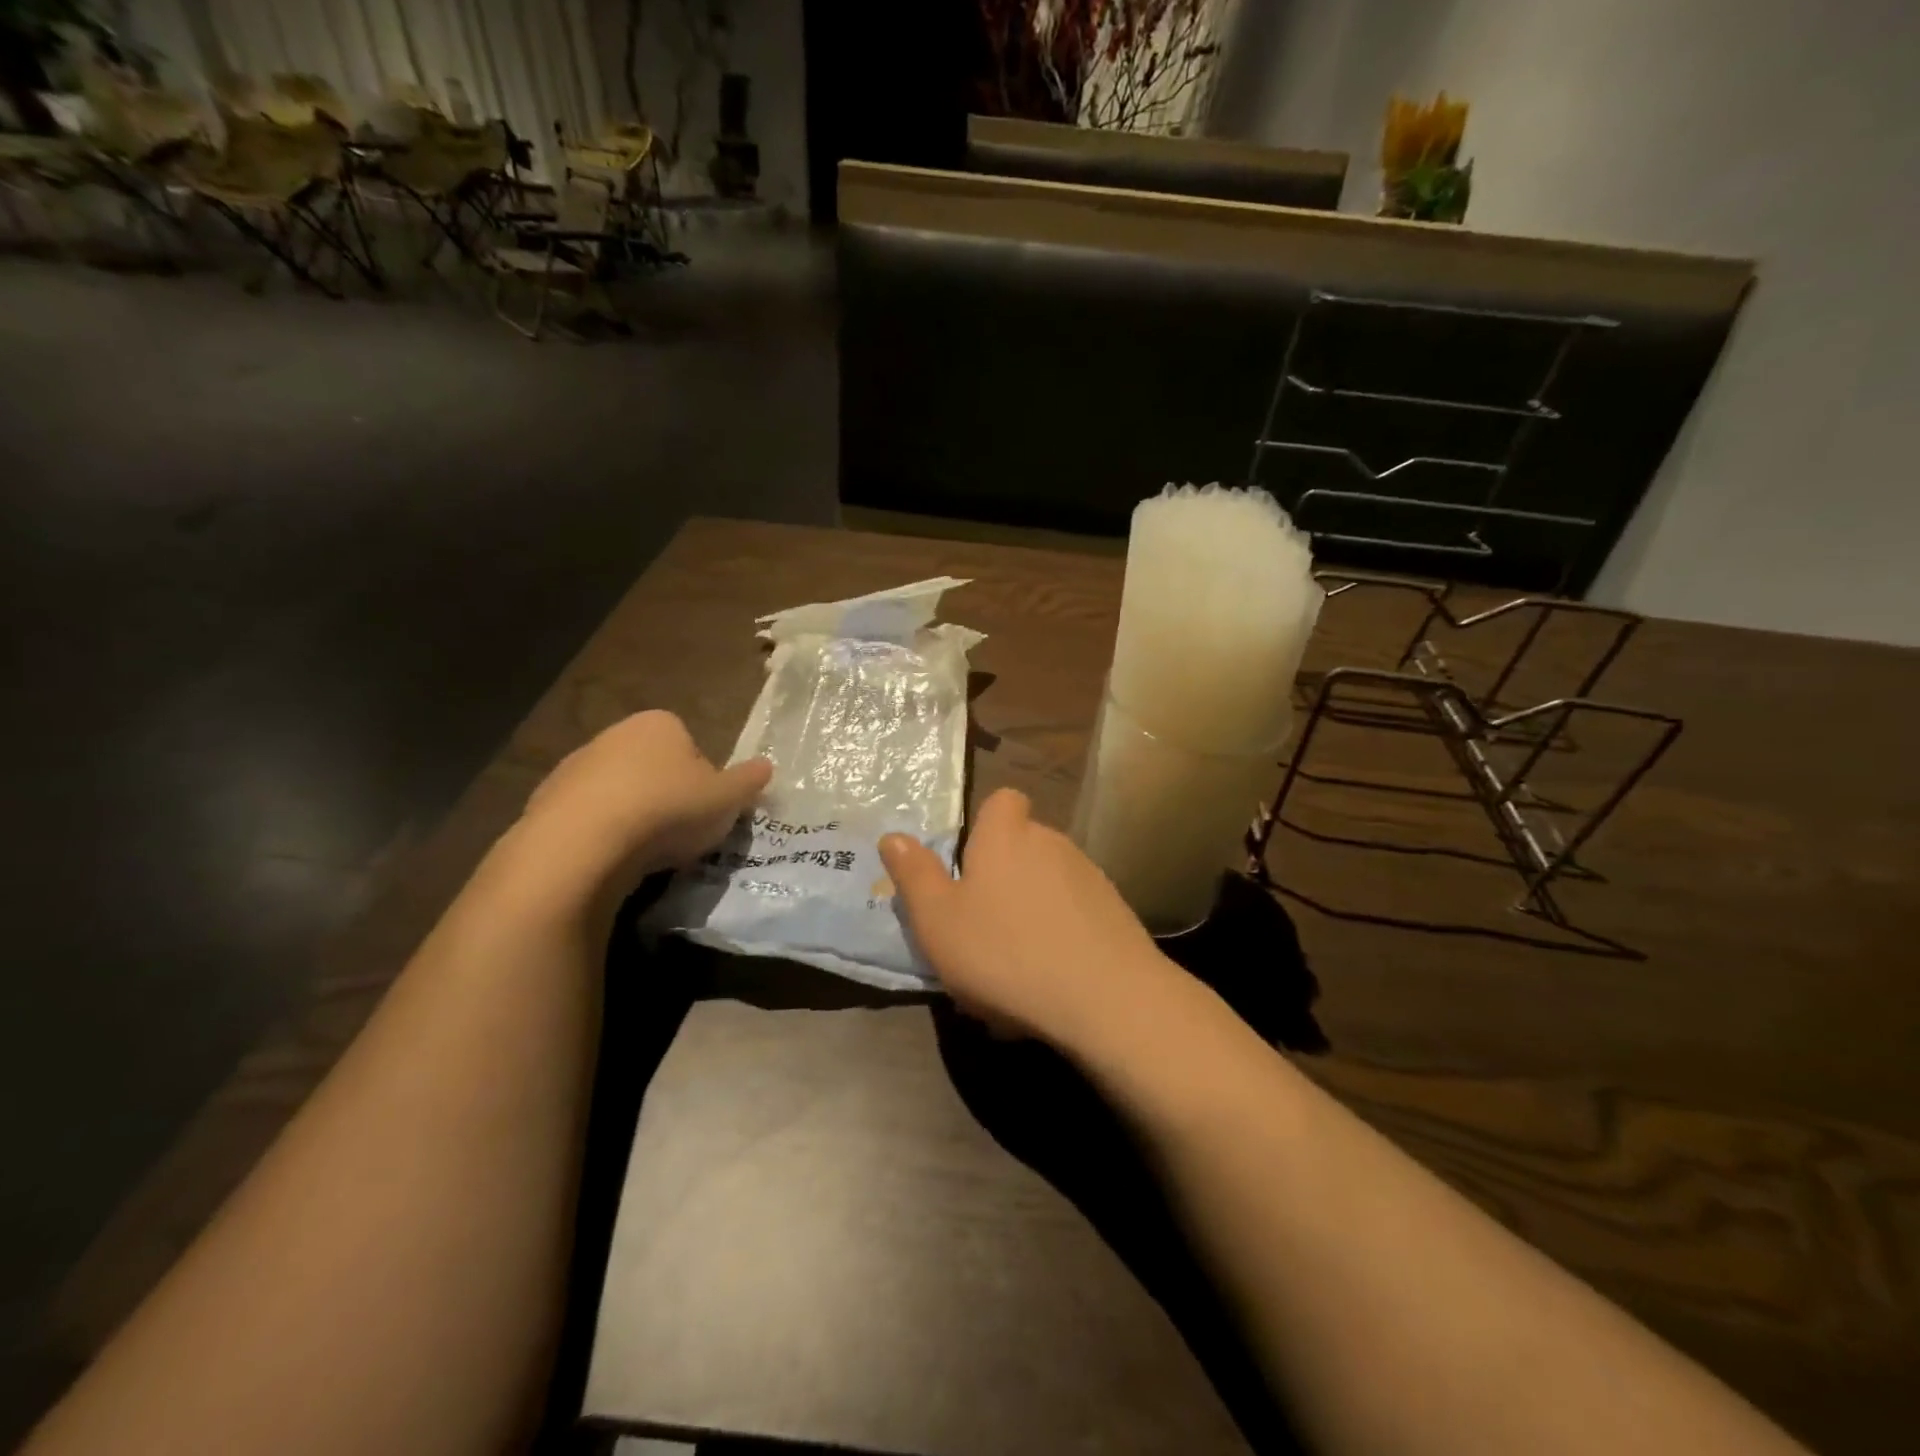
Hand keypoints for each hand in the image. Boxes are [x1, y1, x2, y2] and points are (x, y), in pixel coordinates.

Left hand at [514, 711, 770, 897]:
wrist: (583, 844)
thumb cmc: (668, 809)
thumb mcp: (727, 799)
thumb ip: (749, 780)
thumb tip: (767, 766)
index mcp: (660, 723)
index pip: (692, 746)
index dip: (704, 779)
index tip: (706, 809)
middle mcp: (615, 734)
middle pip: (653, 767)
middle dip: (666, 795)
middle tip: (679, 832)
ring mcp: (575, 766)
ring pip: (618, 792)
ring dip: (632, 815)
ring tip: (645, 853)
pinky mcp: (544, 801)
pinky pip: (587, 818)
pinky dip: (601, 834)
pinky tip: (611, 860)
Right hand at [879, 788, 1179, 1047]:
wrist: (1105, 998)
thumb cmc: (1005, 952)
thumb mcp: (938, 920)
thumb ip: (914, 875)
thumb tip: (892, 836)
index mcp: (1006, 836)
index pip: (1003, 800)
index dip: (986, 824)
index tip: (969, 864)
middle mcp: (1052, 843)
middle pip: (1022, 846)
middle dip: (1002, 879)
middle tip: (979, 929)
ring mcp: (1090, 877)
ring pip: (1048, 886)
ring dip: (1029, 913)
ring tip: (1012, 968)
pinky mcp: (1116, 913)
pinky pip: (1075, 917)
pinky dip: (1060, 938)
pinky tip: (1049, 983)